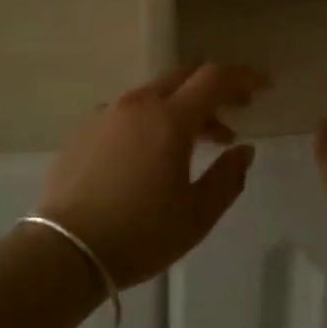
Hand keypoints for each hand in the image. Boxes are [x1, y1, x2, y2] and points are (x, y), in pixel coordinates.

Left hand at [36, 64, 264, 287]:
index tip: (263, 88)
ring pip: (156, 93)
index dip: (243, 77)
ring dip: (184, 107)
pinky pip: (129, 111)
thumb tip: (244, 150)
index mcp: (170, 118)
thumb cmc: (139, 234)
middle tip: (236, 111)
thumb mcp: (197, 215)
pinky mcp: (85, 128)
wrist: (63, 251)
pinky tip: (152, 154)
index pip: (214, 78)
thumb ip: (228, 177)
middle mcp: (139, 103)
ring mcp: (107, 113)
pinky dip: (152, 119)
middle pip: (184, 76)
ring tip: (199, 143)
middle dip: (215, 88)